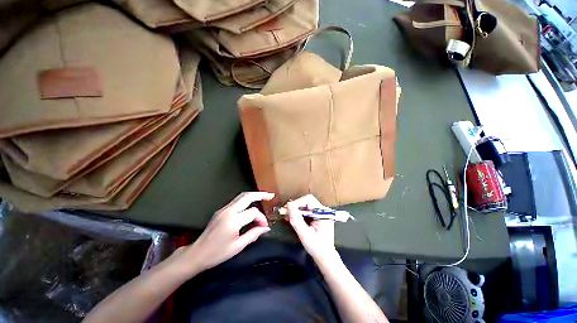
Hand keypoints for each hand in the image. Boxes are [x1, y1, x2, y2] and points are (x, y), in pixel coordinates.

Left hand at [173, 192, 274, 275]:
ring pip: (241, 196)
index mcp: (233, 220)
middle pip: (247, 196)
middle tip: (271, 195)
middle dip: (260, 194)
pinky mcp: (221, 210)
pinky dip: (247, 200)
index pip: (253, 212)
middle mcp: (228, 211)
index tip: (264, 226)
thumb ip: (253, 234)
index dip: (262, 218)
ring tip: (264, 197)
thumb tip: (266, 228)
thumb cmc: (217, 254)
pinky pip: (237, 201)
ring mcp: (223, 209)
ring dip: (254, 195)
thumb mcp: (238, 246)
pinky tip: (252, 204)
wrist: (196, 254)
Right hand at [286, 194, 338, 263]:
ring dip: (296, 210)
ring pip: (305, 205)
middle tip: (285, 212)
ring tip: (286, 215)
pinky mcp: (317, 216)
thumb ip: (296, 220)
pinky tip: (292, 218)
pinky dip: (298, 213)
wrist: (324, 257)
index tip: (287, 209)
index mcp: (323, 212)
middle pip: (306, 201)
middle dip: (295, 206)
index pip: (309, 200)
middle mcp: (323, 210)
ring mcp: (320, 213)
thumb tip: (289, 205)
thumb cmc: (316, 247)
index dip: (297, 202)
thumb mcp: (305, 234)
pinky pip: (306, 211)